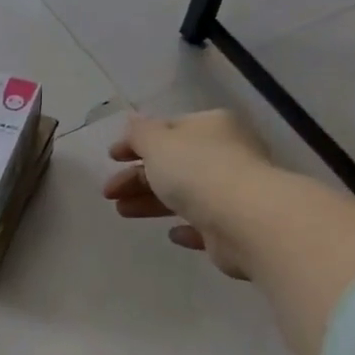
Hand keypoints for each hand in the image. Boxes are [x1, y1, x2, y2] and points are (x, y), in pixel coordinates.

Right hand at [102, 110, 269, 276]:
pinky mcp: (235, 226)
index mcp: (211, 127)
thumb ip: (140, 134)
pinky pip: (205, 223)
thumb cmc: (197, 171)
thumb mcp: (158, 143)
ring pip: (185, 194)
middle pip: (174, 164)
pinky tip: (171, 234)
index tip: (111, 158)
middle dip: (137, 177)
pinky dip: (186, 226)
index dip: (137, 142)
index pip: (169, 129)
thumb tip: (133, 121)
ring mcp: (234, 191)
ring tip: (122, 212)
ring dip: (151, 201)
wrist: (246, 220)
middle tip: (109, 192)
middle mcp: (227, 154)